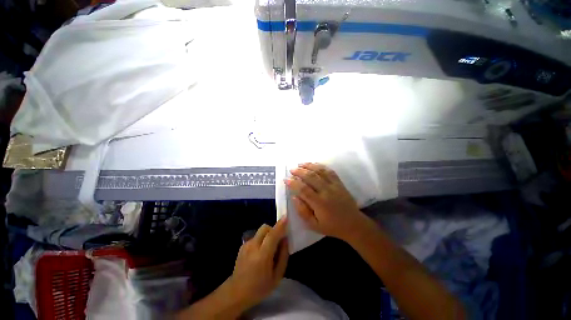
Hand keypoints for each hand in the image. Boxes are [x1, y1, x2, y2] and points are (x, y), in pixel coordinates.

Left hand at [228, 217, 288, 308]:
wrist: (236, 292)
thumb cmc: (259, 287)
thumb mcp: (277, 276)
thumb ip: (283, 256)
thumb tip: (285, 240)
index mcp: (262, 256)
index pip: (272, 235)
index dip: (280, 225)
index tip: (286, 217)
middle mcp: (253, 246)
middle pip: (265, 228)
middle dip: (273, 230)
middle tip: (277, 241)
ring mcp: (246, 245)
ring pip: (260, 231)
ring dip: (267, 235)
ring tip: (269, 249)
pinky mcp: (242, 245)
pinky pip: (256, 236)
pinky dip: (261, 239)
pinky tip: (260, 252)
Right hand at [285, 163, 365, 240]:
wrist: (353, 224)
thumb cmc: (331, 226)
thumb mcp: (314, 225)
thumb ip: (302, 211)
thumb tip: (294, 197)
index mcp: (320, 203)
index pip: (303, 189)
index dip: (293, 183)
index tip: (286, 179)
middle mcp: (327, 191)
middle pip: (311, 177)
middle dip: (299, 171)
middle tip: (291, 170)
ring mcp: (334, 185)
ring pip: (320, 171)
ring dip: (309, 166)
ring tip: (300, 164)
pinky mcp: (339, 183)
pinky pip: (329, 171)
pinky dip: (320, 166)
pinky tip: (314, 164)